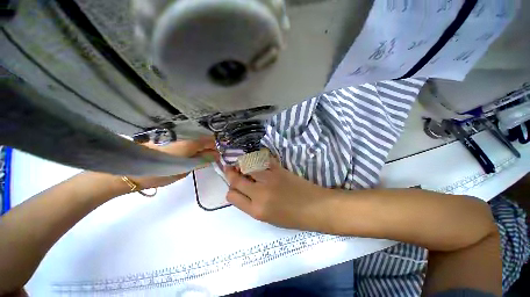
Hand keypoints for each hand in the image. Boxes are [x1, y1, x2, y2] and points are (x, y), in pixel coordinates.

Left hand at [130, 136, 218, 188]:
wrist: (133, 171)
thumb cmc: (161, 172)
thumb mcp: (185, 168)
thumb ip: (202, 160)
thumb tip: (215, 155)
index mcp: (190, 144)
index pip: (210, 141)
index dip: (217, 146)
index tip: (220, 155)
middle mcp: (185, 139)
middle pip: (204, 141)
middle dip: (211, 149)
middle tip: (213, 159)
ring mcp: (178, 140)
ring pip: (197, 143)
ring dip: (202, 150)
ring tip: (204, 160)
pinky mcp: (172, 144)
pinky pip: (189, 145)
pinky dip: (194, 150)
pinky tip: (193, 157)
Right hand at [224, 158, 335, 231]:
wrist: (315, 207)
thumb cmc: (293, 218)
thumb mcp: (268, 218)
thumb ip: (252, 205)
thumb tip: (243, 191)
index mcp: (256, 211)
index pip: (232, 197)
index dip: (231, 190)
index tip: (234, 186)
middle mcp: (259, 194)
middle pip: (236, 180)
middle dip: (230, 173)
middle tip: (230, 168)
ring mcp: (269, 179)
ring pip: (247, 166)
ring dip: (242, 164)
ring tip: (243, 163)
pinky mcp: (278, 169)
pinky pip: (261, 160)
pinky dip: (257, 160)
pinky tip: (257, 161)